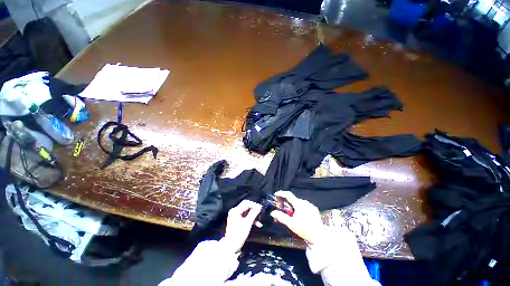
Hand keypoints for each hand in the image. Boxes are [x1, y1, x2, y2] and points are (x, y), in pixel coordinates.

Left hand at [223, 200, 261, 252]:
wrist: (231, 247)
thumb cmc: (239, 234)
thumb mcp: (247, 223)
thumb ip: (253, 213)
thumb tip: (259, 207)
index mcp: (235, 210)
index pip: (246, 203)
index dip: (254, 205)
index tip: (261, 208)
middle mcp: (235, 211)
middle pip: (246, 207)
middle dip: (254, 210)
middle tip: (261, 213)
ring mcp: (236, 216)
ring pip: (247, 212)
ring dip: (253, 216)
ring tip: (260, 220)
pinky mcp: (237, 221)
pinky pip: (245, 217)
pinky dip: (251, 219)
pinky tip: (257, 224)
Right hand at [270, 191, 325, 243]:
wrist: (320, 238)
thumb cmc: (305, 230)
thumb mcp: (291, 224)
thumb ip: (281, 217)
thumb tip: (273, 212)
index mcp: (299, 204)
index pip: (288, 194)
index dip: (281, 193)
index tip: (276, 195)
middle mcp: (305, 202)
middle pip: (293, 199)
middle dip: (286, 201)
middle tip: (280, 206)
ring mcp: (310, 206)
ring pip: (298, 202)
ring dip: (292, 205)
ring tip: (289, 212)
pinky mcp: (314, 210)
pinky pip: (304, 206)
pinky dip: (299, 207)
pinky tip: (298, 214)